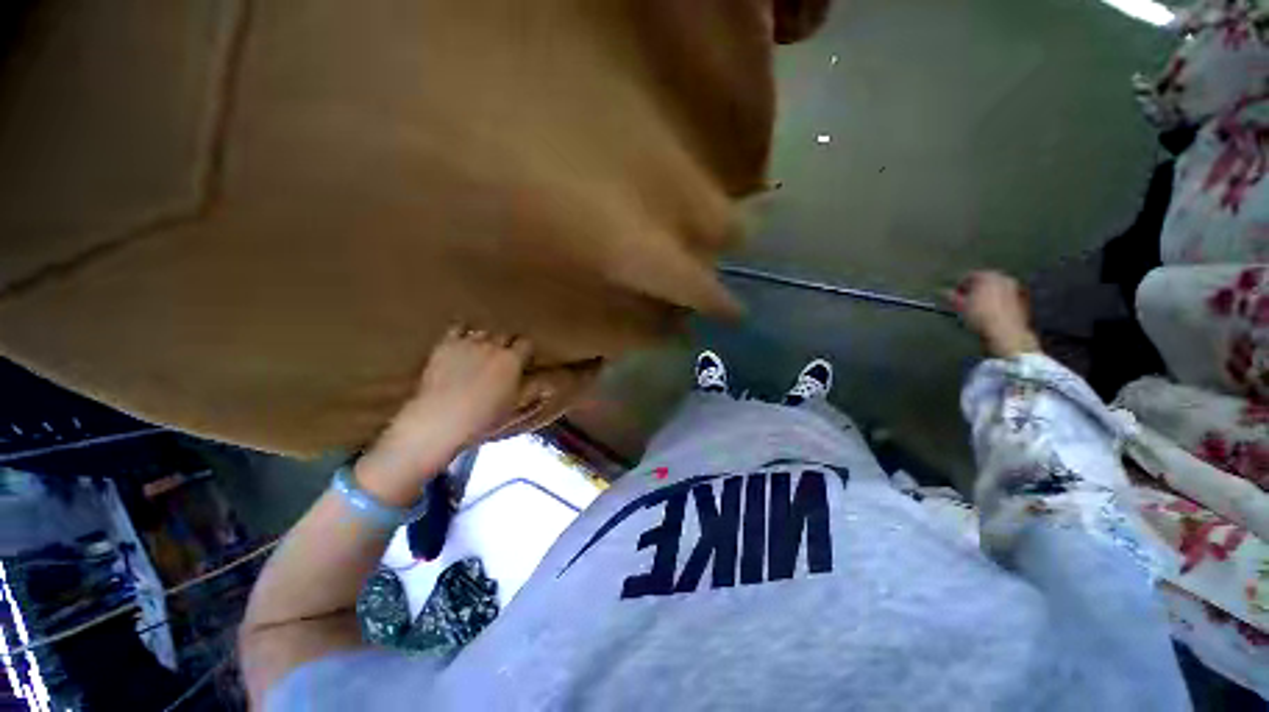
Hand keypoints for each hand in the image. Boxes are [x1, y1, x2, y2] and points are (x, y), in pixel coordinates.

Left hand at [356, 327, 533, 501]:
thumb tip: (549, 385)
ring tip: (483, 351)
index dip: (526, 350)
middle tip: (504, 358)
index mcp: (513, 360)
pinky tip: (463, 340)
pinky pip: (458, 327)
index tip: (524, 360)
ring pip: (484, 331)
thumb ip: (533, 393)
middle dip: (507, 344)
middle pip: (506, 335)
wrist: (441, 419)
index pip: (526, 343)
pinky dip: (463, 331)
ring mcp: (468, 343)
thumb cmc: (483, 418)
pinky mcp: (446, 344)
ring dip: (486, 339)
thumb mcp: (514, 408)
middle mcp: (493, 346)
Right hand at [946, 271, 1040, 357]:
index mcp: (987, 276)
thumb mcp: (961, 307)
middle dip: (974, 288)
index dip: (959, 285)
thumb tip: (943, 292)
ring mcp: (1015, 287)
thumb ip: (951, 297)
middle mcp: (1003, 277)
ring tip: (977, 305)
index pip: (969, 276)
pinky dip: (997, 299)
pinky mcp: (1022, 298)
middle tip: (965, 299)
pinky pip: (1005, 295)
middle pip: (985, 280)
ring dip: (986, 294)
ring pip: (995, 287)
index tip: (953, 294)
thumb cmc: (980, 317)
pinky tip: (991, 310)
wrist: (1006, 332)